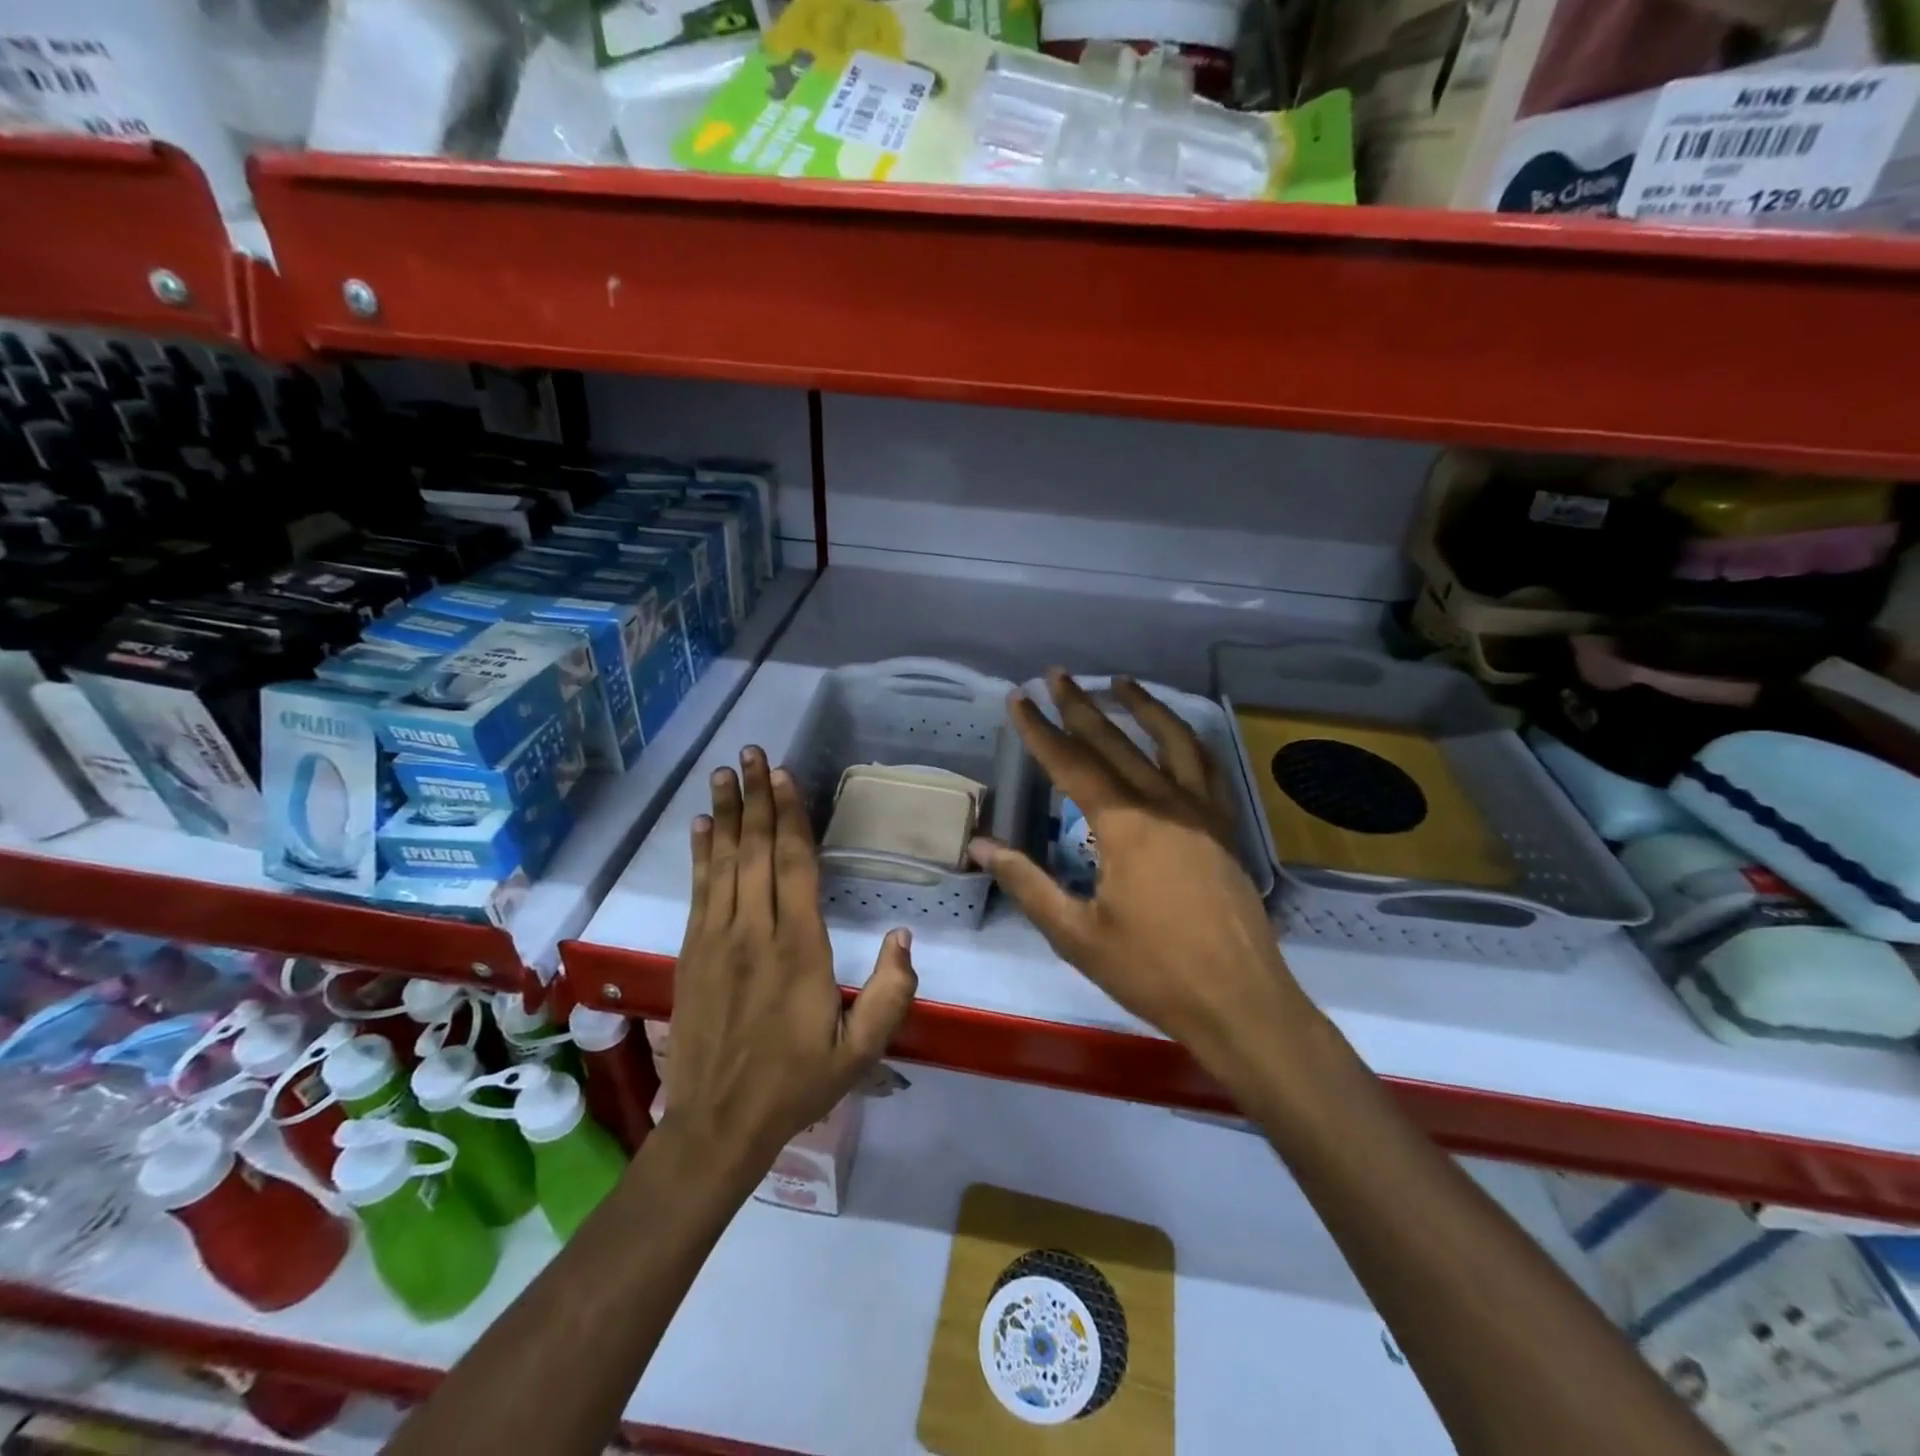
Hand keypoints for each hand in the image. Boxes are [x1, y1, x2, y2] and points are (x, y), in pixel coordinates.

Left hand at [664, 747, 917, 1177]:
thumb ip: (890, 993)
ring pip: (723, 863)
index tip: (784, 777)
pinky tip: (699, 826)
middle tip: (752, 753)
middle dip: (755, 798)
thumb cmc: (796, 1083)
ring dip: (724, 814)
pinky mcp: (692, 952)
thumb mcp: (860, 1052)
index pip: (795, 868)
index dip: (789, 818)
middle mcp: (755, 933)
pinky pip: (698, 891)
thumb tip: (904, 935)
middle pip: (755, 852)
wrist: (717, 1125)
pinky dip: (699, 854)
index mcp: (799, 950)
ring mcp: (717, 940)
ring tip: (724, 772)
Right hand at [968, 672, 1315, 1092]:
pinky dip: (1187, 741)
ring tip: (1121, 682)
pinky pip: (1207, 768)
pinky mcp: (1225, 828)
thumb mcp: (1077, 934)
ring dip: (1143, 707)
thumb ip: (1027, 883)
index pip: (1071, 764)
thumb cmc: (1153, 972)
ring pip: (1172, 741)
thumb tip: (981, 845)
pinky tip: (1176, 736)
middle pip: (1116, 742)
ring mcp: (1203, 813)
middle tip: (1056, 674)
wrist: (1240, 1002)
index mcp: (1125, 826)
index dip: (1040, 730)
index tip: (1019, 698)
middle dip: (1081, 705)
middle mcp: (1165, 804)